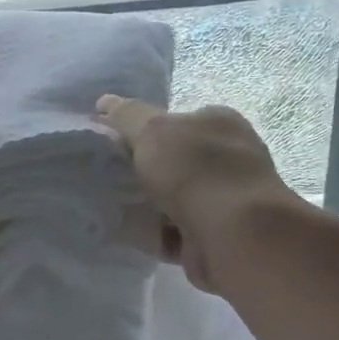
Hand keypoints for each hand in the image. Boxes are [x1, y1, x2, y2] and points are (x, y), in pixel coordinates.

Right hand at [96, 95, 295, 291]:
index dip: (146, 130)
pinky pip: (176, 233)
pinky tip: (129, 234)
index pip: (179, 120)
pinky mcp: (218, 237)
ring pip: (175, 200)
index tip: (115, 144)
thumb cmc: (195, 170)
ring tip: (112, 207)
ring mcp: (226, 200)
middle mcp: (229, 158)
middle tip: (110, 177)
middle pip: (176, 162)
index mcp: (220, 124)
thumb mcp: (153, 130)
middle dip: (146, 171)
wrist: (233, 234)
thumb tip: (105, 102)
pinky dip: (154, 234)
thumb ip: (126, 116)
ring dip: (147, 205)